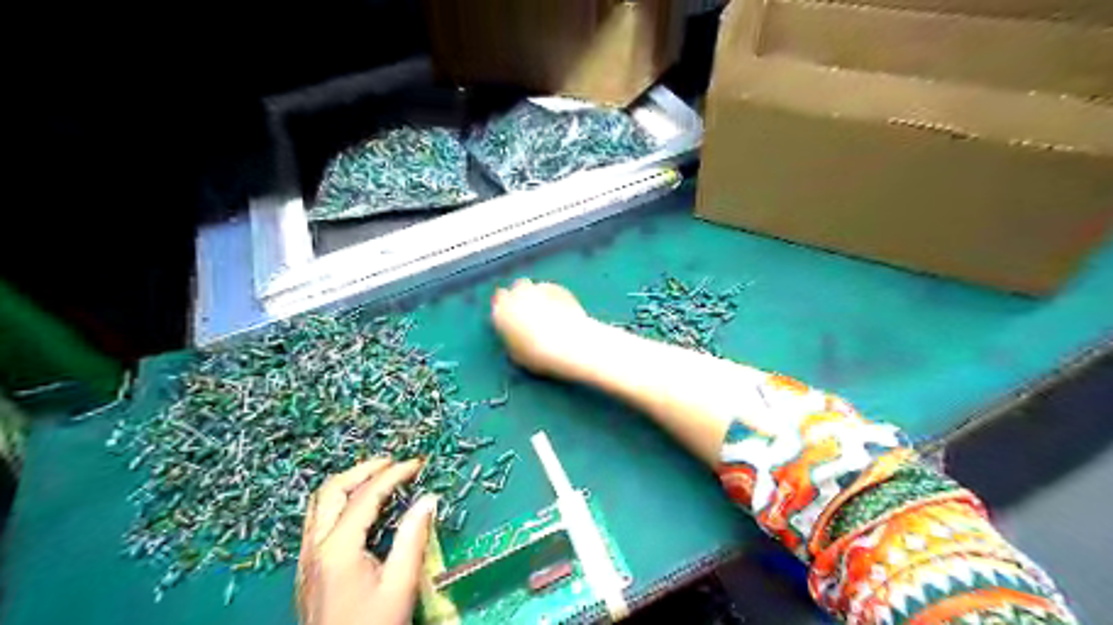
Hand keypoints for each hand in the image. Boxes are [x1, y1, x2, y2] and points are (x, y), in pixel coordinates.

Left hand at [298, 456, 435, 623]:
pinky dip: (340, 502)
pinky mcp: (307, 569)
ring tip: (378, 478)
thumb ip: (413, 537)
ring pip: (319, 503)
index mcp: (338, 548)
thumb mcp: (400, 585)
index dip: (394, 474)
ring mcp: (306, 558)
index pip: (367, 495)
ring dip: (349, 483)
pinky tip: (361, 510)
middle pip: (331, 490)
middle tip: (393, 463)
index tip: (418, 464)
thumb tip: (429, 499)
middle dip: (363, 470)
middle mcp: (315, 547)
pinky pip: (318, 520)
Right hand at [487, 282, 590, 378]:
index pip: (498, 301)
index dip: (505, 307)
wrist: (570, 345)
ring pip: (532, 286)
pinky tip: (559, 309)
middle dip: (520, 296)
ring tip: (546, 310)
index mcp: (502, 312)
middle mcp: (517, 295)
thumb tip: (513, 333)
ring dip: (535, 295)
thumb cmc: (539, 356)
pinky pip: (549, 289)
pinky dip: (551, 296)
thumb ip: (511, 338)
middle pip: (516, 288)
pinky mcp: (557, 287)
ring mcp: (538, 288)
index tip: (512, 315)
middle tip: (529, 310)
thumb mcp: (516, 355)